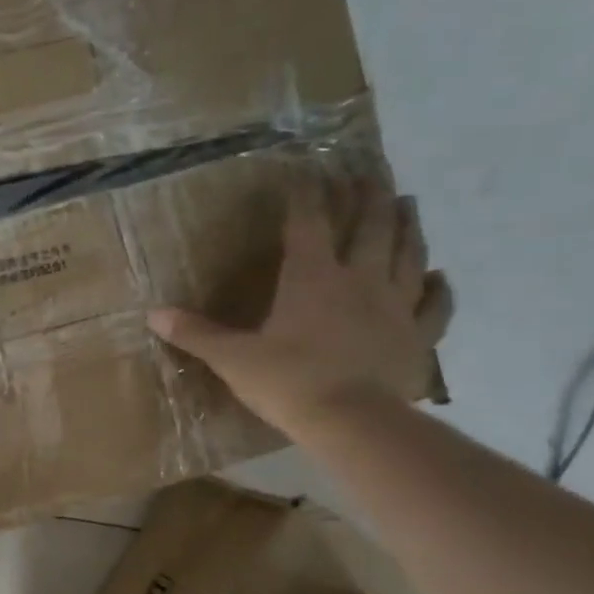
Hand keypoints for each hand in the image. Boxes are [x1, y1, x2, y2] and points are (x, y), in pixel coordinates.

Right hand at [148, 179, 453, 438]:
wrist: (352, 422)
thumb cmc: (288, 383)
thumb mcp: (232, 358)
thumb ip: (196, 334)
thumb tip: (153, 314)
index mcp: (311, 279)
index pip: (308, 224)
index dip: (305, 196)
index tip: (307, 172)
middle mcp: (358, 281)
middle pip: (370, 227)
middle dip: (368, 197)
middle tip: (370, 173)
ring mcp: (395, 307)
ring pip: (408, 255)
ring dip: (407, 226)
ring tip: (407, 203)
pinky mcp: (417, 337)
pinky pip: (435, 306)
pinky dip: (439, 289)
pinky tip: (440, 276)